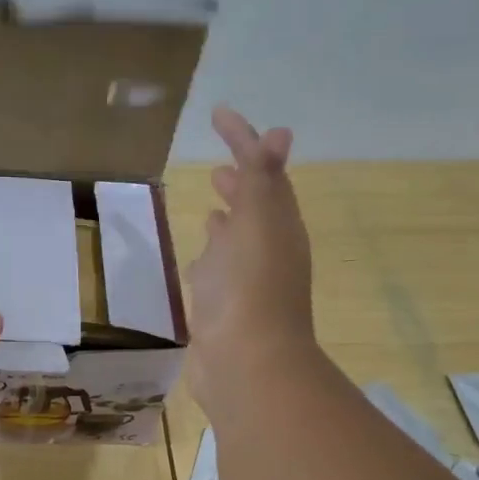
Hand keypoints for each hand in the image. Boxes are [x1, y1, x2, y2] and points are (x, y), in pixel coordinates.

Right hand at [185, 106, 324, 423]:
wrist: (245, 365)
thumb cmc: (250, 289)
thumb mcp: (257, 223)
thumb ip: (260, 180)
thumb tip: (278, 134)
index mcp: (279, 226)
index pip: (264, 171)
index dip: (244, 140)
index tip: (218, 114)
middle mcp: (267, 249)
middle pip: (256, 205)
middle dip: (241, 179)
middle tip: (220, 162)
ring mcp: (245, 280)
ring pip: (238, 238)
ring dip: (228, 216)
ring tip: (211, 201)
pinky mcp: (223, 306)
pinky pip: (219, 269)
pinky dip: (211, 253)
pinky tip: (199, 255)